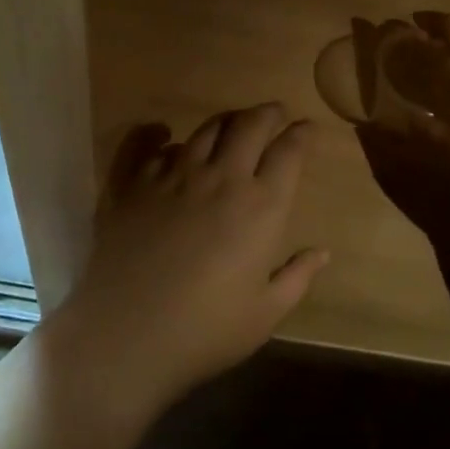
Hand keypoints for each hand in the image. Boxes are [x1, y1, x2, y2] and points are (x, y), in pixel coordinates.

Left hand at [45, 103, 327, 416]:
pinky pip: (150, 145)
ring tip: (232, 125)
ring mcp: (174, 175)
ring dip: (226, 120)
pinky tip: (164, 135)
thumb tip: (323, 252)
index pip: (290, 152)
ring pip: (206, 128)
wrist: (126, 335)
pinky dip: (161, 135)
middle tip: (274, 114)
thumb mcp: (265, 313)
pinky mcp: (134, 183)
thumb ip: (297, 277)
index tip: (307, 127)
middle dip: (268, 113)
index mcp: (261, 206)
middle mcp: (221, 178)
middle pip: (250, 125)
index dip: (302, 134)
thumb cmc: (206, 330)